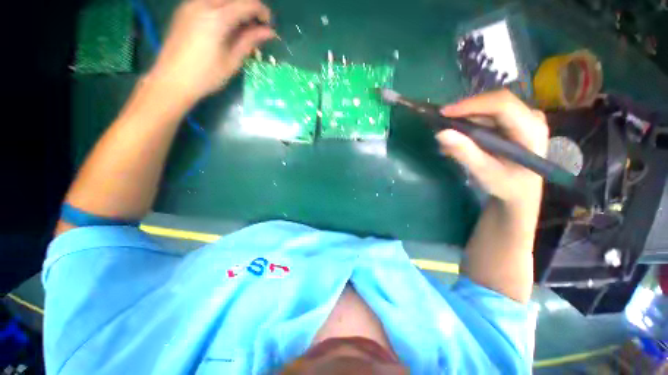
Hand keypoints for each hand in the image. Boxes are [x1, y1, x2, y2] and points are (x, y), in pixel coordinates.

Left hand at [149, 0, 274, 105]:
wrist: (171, 80)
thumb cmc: (206, 76)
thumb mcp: (232, 61)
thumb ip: (249, 41)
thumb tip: (269, 32)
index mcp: (217, 18)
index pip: (247, 4)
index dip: (262, 11)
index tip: (269, 25)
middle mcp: (203, 4)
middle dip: (249, 7)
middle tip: (258, 25)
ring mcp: (191, 5)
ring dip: (236, 7)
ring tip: (243, 26)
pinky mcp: (184, 10)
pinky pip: (209, 1)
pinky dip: (222, 8)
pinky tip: (226, 24)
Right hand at [436, 90, 548, 204]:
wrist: (520, 190)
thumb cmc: (506, 185)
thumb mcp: (484, 172)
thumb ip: (464, 152)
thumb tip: (441, 133)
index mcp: (531, 129)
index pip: (502, 105)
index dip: (472, 105)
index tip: (444, 113)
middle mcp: (530, 116)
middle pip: (494, 102)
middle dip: (465, 111)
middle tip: (441, 121)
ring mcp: (523, 116)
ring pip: (489, 106)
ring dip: (465, 117)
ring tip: (447, 132)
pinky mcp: (514, 120)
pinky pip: (488, 113)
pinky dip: (470, 122)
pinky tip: (458, 134)